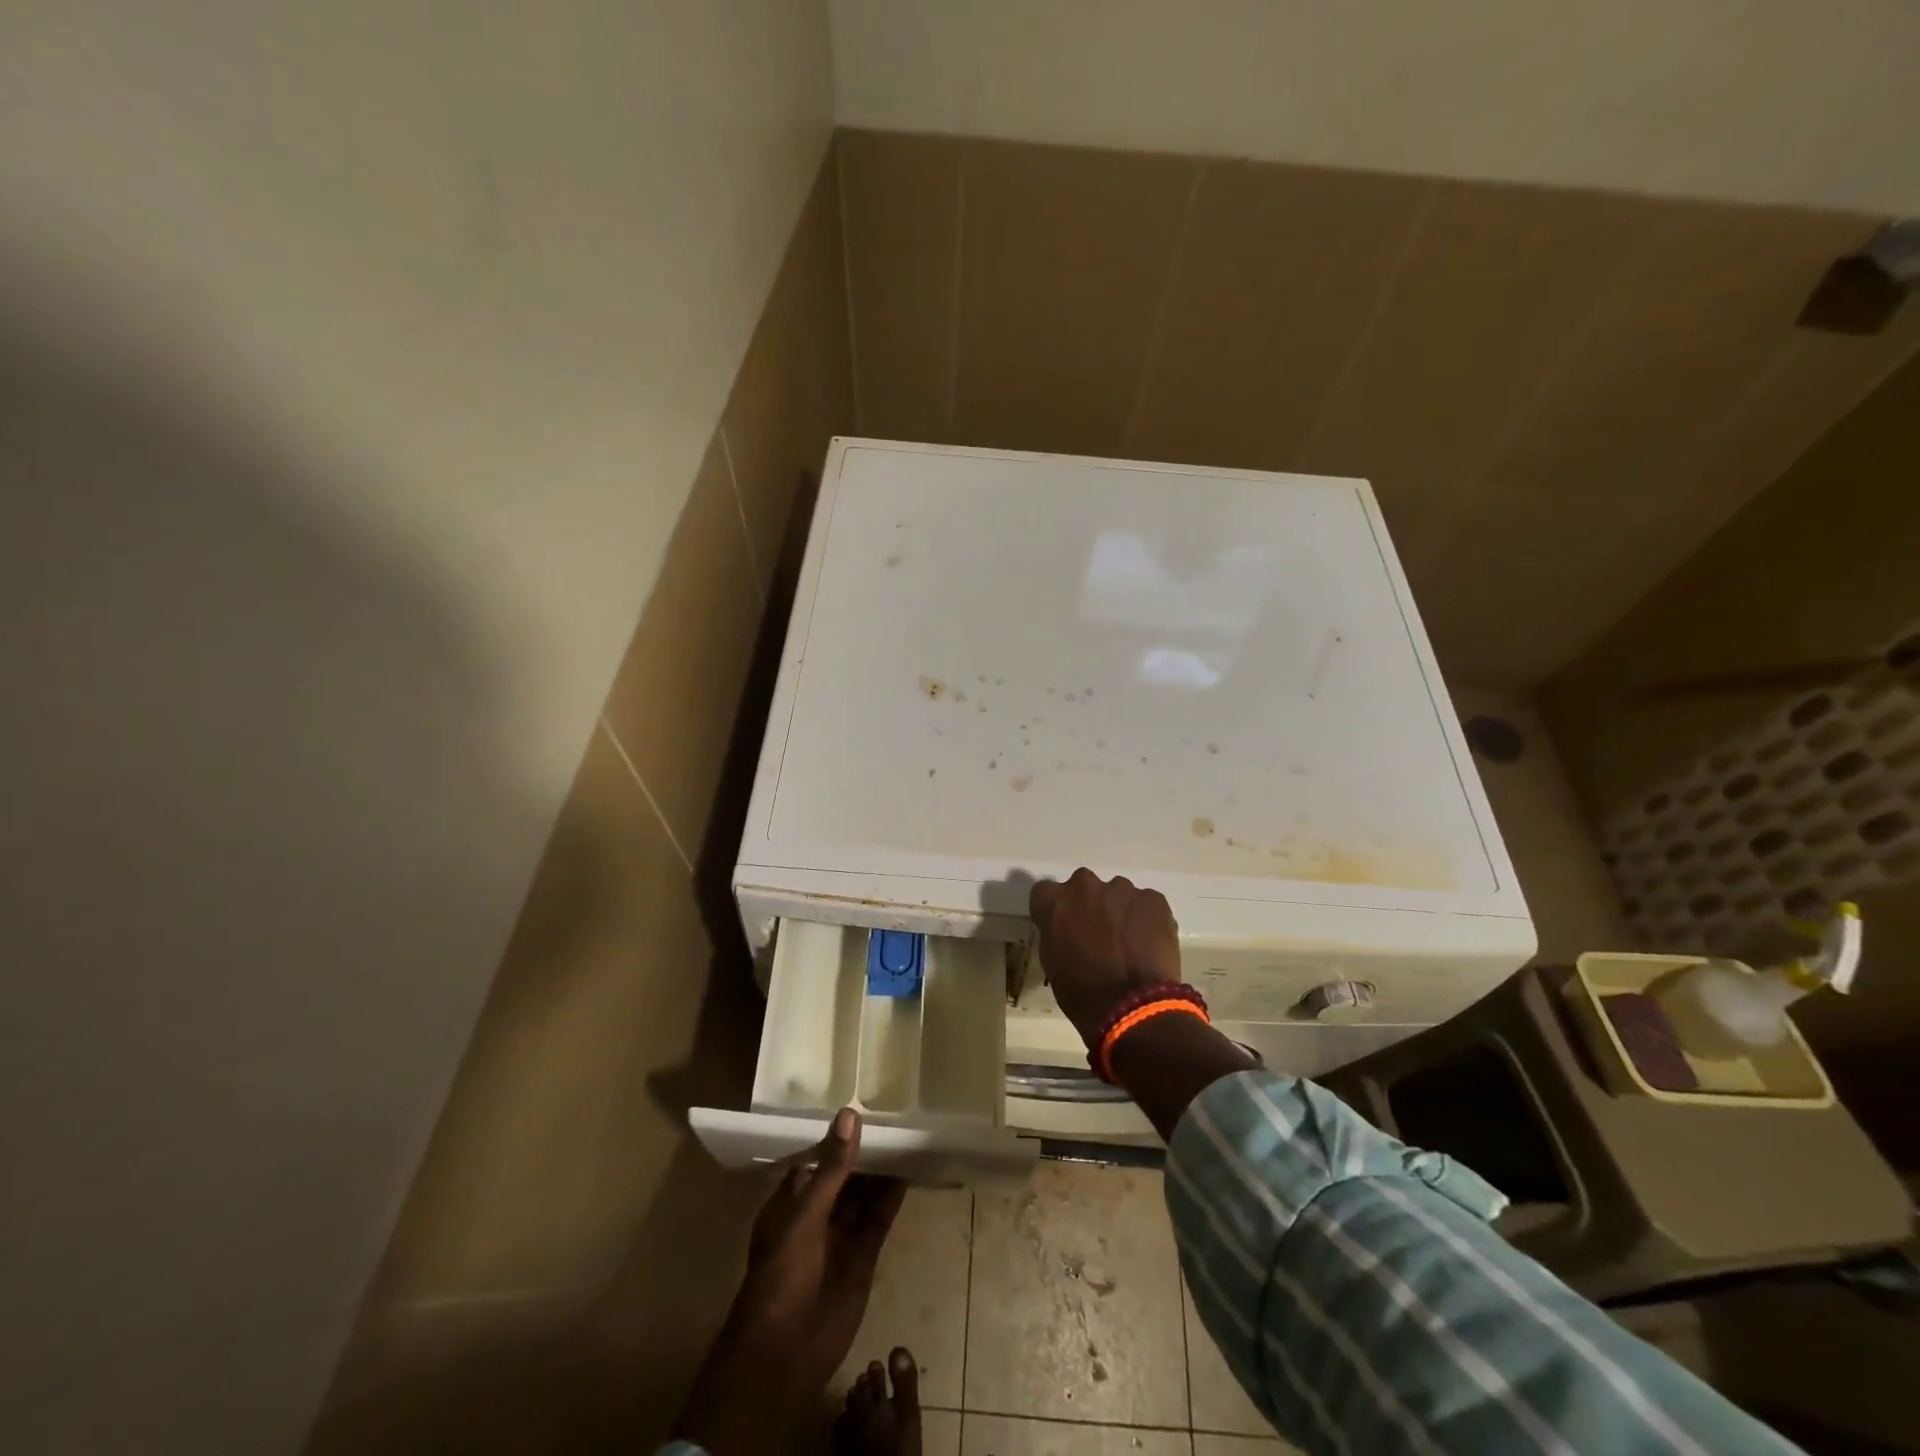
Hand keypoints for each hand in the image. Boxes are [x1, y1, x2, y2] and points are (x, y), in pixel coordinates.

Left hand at [676, 1108, 905, 1455]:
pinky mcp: (862, 1255)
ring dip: (880, 1169)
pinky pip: (879, 1218)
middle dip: (862, 1149)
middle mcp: (816, 1213)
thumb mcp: (805, 1213)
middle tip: (891, 1112)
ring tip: (905, 1133)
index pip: (815, 1157)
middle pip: (843, 1173)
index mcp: (790, 1200)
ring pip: (863, 1194)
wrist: (784, 1353)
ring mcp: (840, 1234)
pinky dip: (892, 1196)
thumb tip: (850, 1114)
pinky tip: (909, 1170)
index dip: (835, 1133)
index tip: (859, 1102)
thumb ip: (832, 1167)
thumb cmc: (781, 1273)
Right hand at [1030, 867, 1181, 1047]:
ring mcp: (1122, 889)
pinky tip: (1149, 946)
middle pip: (1084, 887)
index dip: (1056, 910)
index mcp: (1054, 900)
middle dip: (1089, 905)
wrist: (1131, 1006)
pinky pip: (1146, 904)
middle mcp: (1085, 885)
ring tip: (1129, 944)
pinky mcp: (1153, 899)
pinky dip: (1146, 920)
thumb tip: (1066, 929)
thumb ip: (1055, 933)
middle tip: (1098, 935)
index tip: (1063, 927)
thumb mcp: (1052, 962)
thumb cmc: (1081, 992)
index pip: (1046, 893)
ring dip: (1119, 912)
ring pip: (1118, 895)